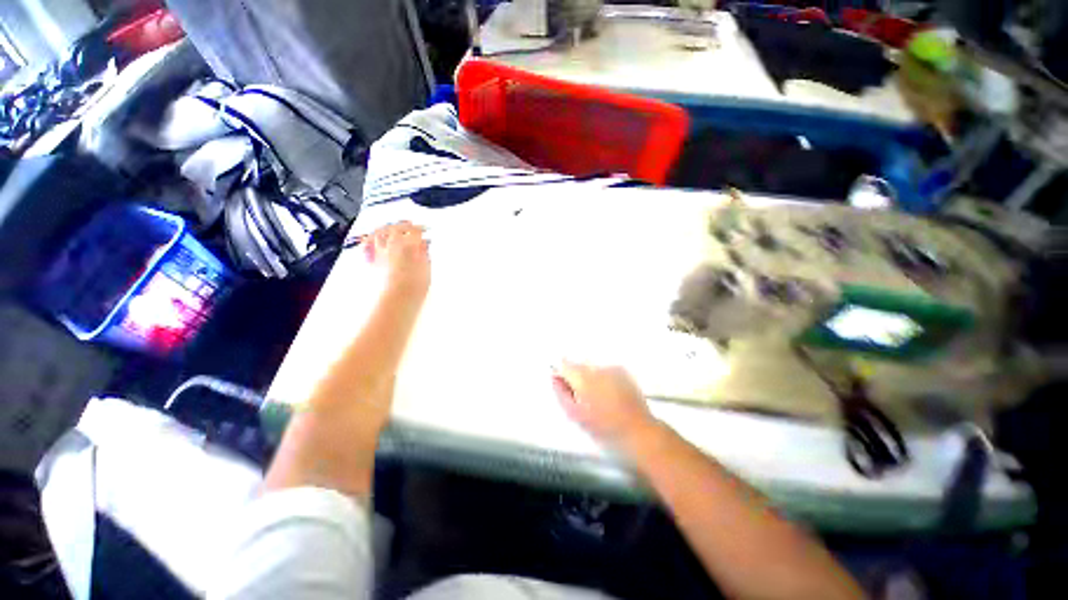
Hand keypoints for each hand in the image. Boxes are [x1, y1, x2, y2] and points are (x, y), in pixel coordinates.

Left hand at [363, 222, 430, 297]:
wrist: (395, 301)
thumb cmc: (415, 286)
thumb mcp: (426, 269)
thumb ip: (424, 254)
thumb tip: (423, 244)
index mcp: (407, 245)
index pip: (414, 232)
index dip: (421, 229)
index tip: (426, 230)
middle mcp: (390, 245)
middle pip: (395, 228)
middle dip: (404, 226)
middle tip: (411, 225)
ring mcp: (378, 253)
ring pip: (379, 234)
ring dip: (386, 228)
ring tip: (391, 228)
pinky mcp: (370, 262)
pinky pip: (367, 246)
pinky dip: (370, 240)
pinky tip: (372, 240)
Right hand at [552, 362, 657, 447]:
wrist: (637, 431)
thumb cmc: (605, 427)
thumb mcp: (575, 414)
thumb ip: (561, 393)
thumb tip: (554, 379)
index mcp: (582, 377)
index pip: (564, 364)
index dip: (561, 373)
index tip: (561, 383)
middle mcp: (597, 368)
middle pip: (579, 365)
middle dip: (576, 377)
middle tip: (581, 398)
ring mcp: (612, 368)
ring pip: (593, 368)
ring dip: (591, 379)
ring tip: (597, 399)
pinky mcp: (623, 372)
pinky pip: (606, 371)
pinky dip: (604, 379)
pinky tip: (609, 395)